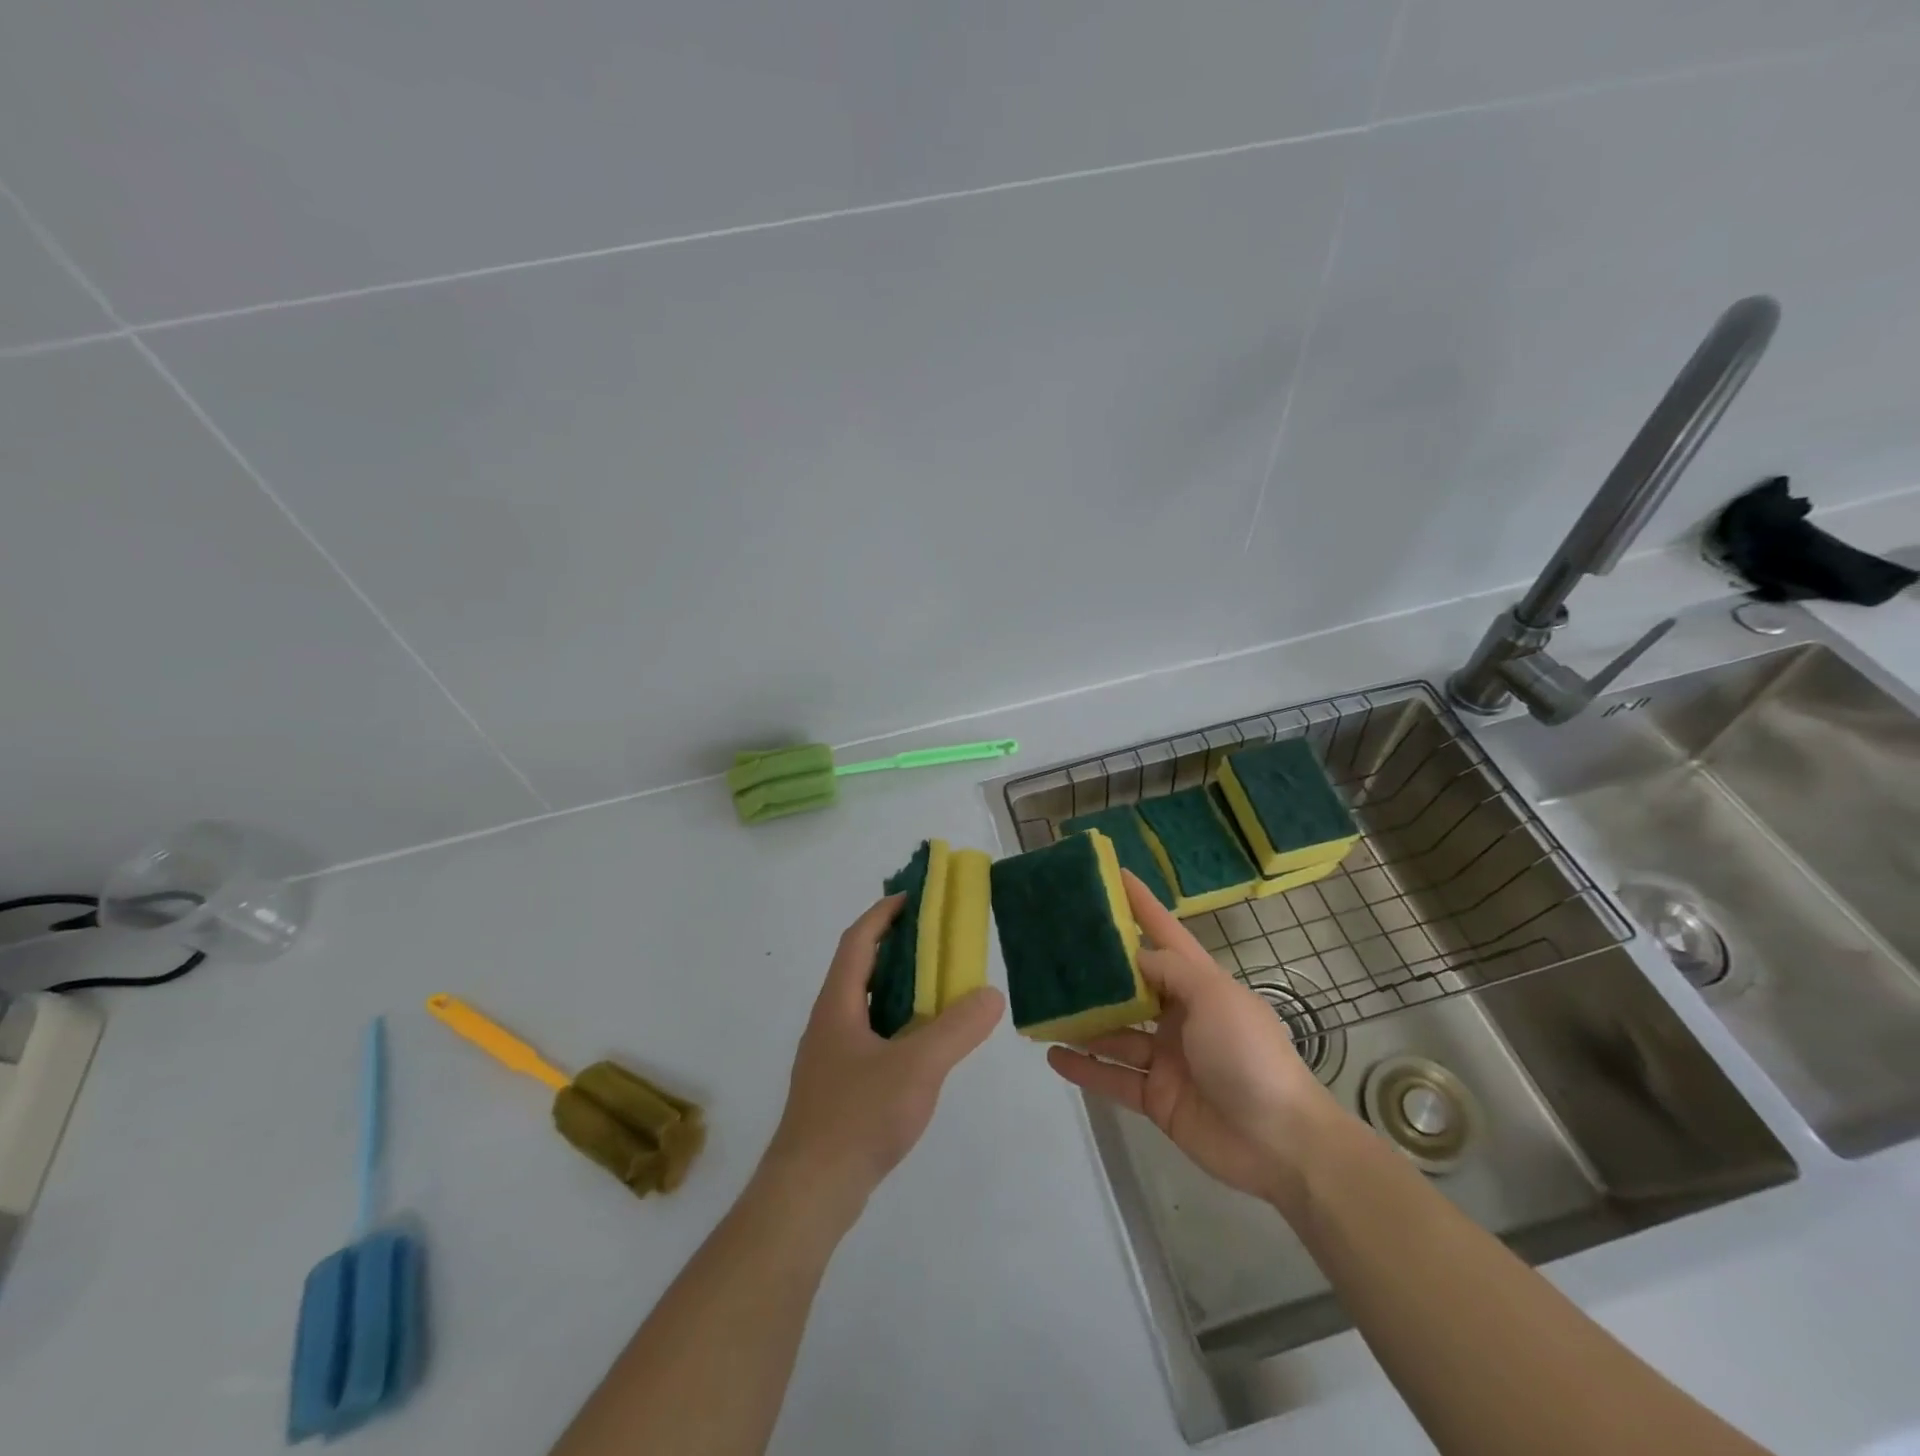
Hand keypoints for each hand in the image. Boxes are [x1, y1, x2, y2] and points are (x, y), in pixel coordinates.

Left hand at [767, 895, 1004, 1210]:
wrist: (809, 1194)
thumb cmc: (857, 1117)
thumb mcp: (917, 1067)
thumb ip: (957, 1029)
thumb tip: (990, 994)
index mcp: (838, 1005)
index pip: (858, 941)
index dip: (884, 914)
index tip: (913, 897)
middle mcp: (828, 1022)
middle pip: (860, 968)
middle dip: (895, 947)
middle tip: (936, 939)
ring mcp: (830, 1057)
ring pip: (864, 1005)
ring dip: (896, 987)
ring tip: (937, 987)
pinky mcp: (837, 1087)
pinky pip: (869, 1036)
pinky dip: (896, 1023)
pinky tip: (922, 1046)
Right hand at [1048, 872, 1336, 1204]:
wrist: (1280, 1143)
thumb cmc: (1249, 1055)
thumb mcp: (1214, 997)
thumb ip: (1169, 971)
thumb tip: (1132, 956)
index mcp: (1199, 983)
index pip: (1163, 933)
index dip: (1140, 904)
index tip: (1111, 874)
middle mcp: (1179, 1015)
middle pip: (1130, 985)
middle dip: (1096, 969)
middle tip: (1052, 947)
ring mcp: (1166, 1057)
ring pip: (1114, 1031)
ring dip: (1082, 1021)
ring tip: (1042, 1004)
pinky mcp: (1156, 1096)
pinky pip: (1113, 1077)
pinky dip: (1085, 1068)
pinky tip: (1052, 1055)